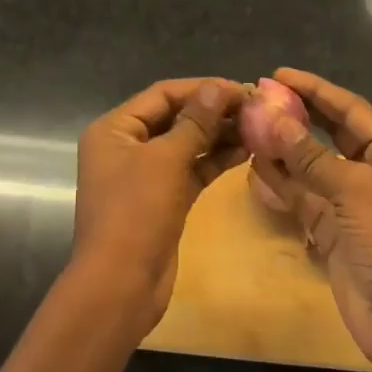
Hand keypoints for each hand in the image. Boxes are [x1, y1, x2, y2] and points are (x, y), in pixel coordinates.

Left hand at [71, 78, 246, 334]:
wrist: (121, 284)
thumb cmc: (136, 213)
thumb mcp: (166, 160)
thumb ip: (194, 122)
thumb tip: (218, 87)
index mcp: (115, 129)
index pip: (162, 94)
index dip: (201, 88)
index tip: (241, 88)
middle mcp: (126, 146)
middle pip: (174, 117)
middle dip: (213, 111)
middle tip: (254, 108)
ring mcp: (144, 175)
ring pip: (186, 144)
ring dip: (218, 135)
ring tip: (257, 127)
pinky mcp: (163, 199)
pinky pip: (191, 170)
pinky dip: (214, 160)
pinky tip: (246, 152)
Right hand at [252, 68, 371, 368]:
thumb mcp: (353, 189)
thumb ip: (309, 155)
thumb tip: (270, 118)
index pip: (351, 109)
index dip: (315, 89)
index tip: (279, 74)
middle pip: (331, 134)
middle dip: (298, 116)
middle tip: (260, 97)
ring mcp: (353, 203)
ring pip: (313, 166)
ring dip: (284, 149)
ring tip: (250, 127)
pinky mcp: (334, 231)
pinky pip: (304, 198)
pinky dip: (282, 184)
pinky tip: (255, 167)